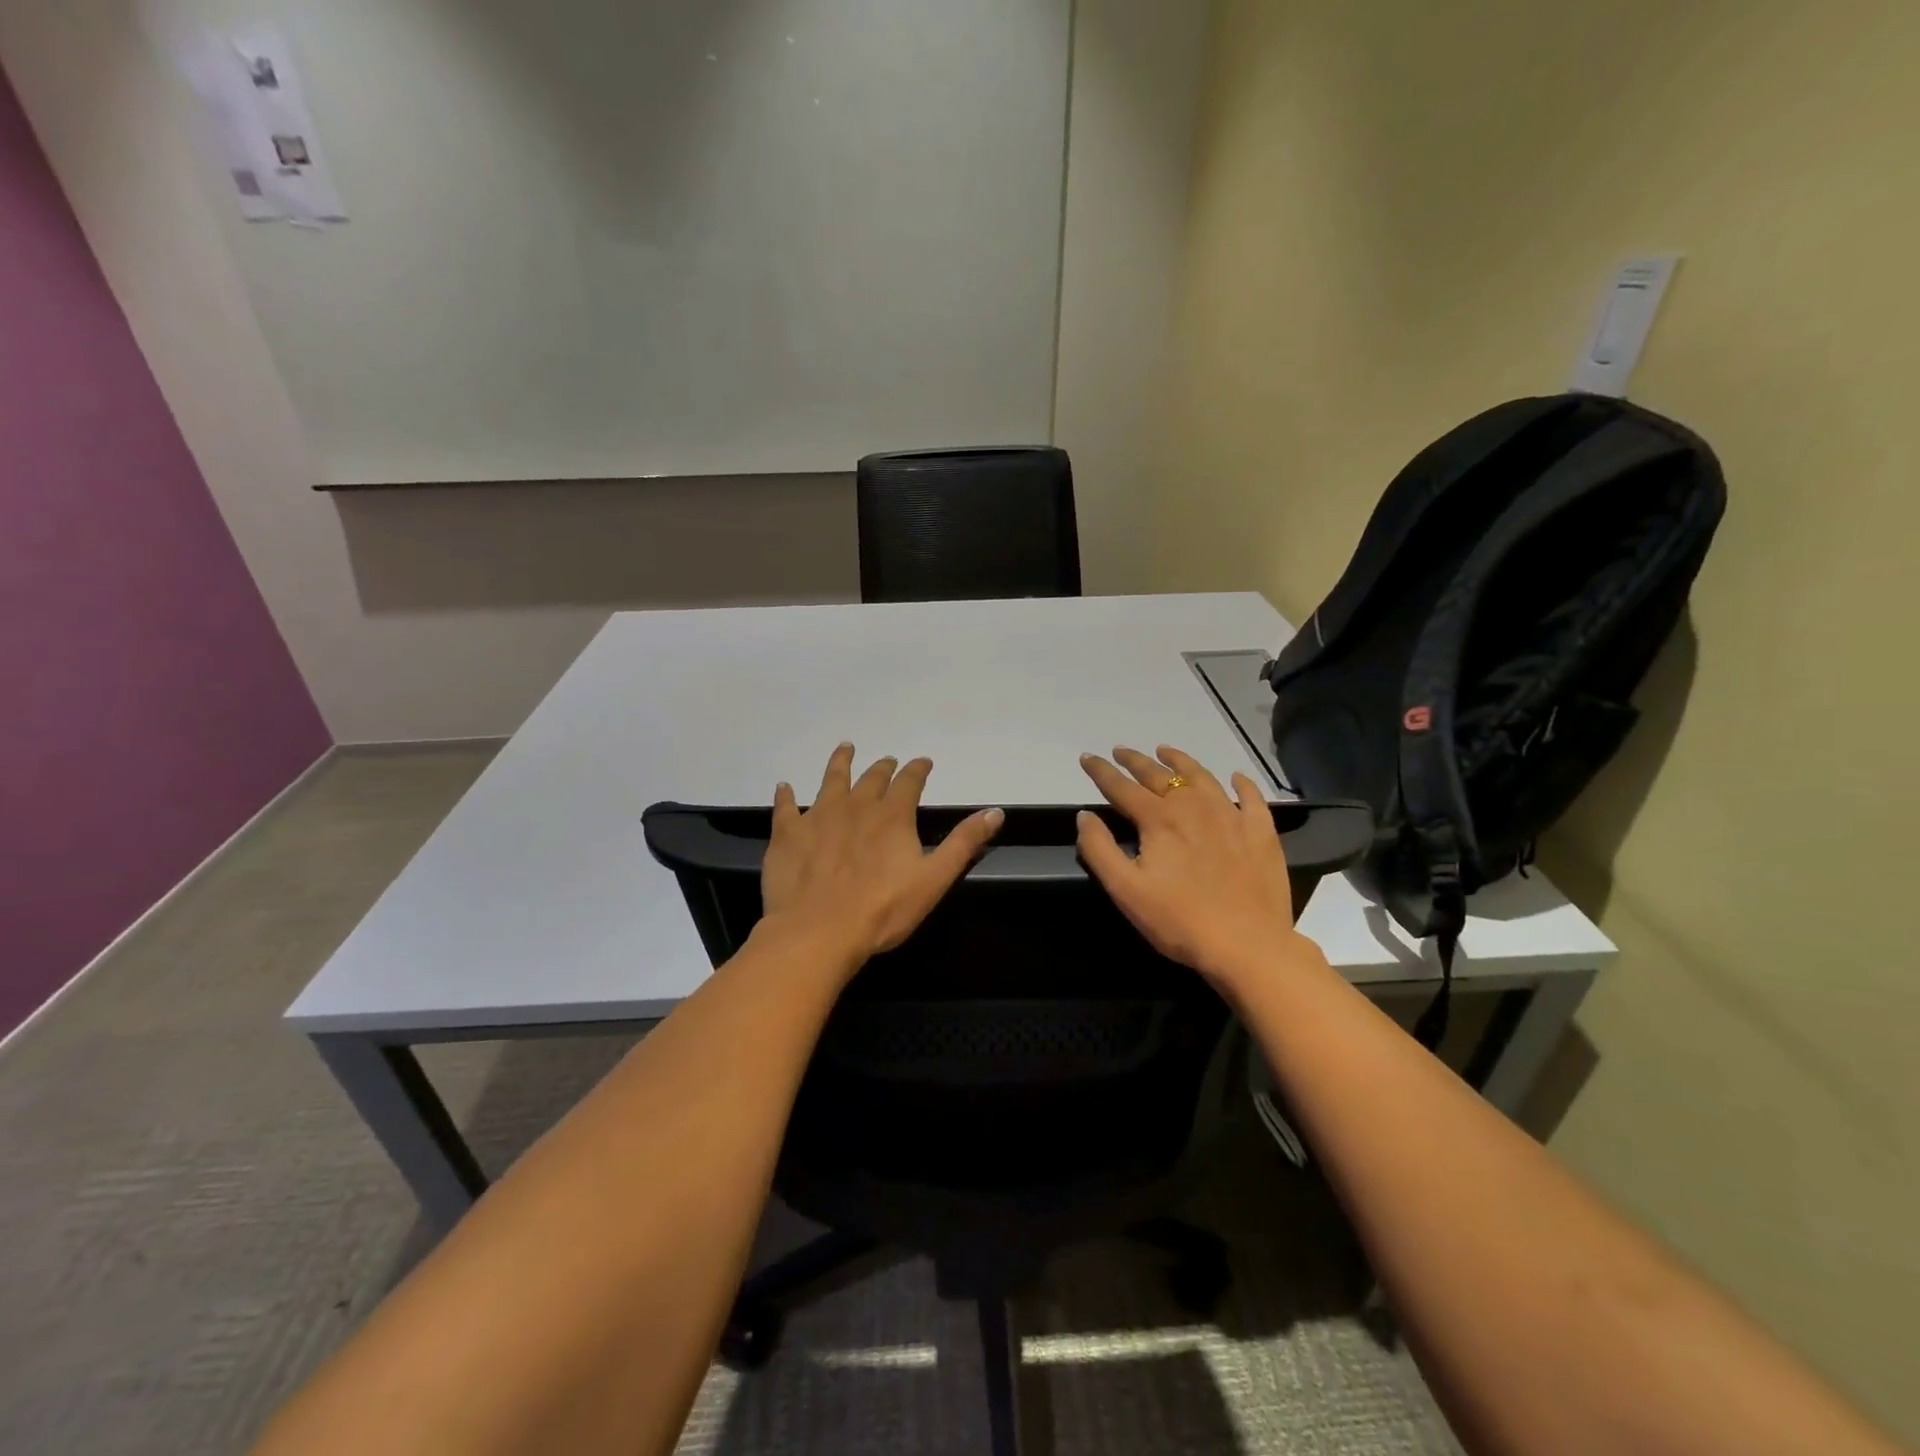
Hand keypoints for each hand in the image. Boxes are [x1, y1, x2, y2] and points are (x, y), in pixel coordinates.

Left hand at [760, 744, 1003, 970]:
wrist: (819, 931)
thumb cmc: (882, 910)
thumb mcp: (934, 879)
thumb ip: (964, 843)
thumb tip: (995, 811)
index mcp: (892, 816)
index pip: (909, 782)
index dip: (917, 770)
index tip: (922, 762)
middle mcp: (856, 807)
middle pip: (872, 778)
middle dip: (883, 768)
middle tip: (887, 761)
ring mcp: (818, 817)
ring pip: (831, 780)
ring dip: (839, 763)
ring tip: (845, 749)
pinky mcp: (787, 834)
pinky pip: (785, 807)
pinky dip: (785, 796)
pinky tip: (784, 787)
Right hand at [1076, 745, 1317, 988]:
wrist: (1248, 945)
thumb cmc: (1179, 920)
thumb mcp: (1126, 890)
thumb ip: (1099, 849)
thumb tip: (1084, 816)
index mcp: (1159, 819)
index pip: (1122, 787)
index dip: (1101, 771)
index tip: (1087, 757)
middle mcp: (1194, 806)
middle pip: (1159, 775)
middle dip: (1136, 761)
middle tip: (1121, 751)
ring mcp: (1231, 816)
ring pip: (1202, 776)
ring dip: (1180, 761)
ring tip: (1165, 751)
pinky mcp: (1260, 832)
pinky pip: (1250, 797)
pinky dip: (1240, 783)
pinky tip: (1235, 778)